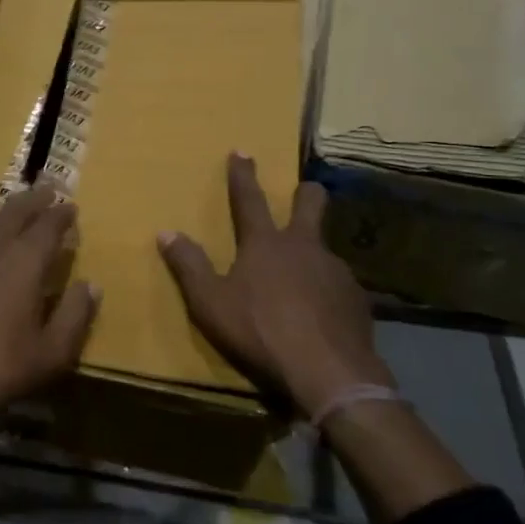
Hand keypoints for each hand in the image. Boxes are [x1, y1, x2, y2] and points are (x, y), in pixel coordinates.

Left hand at [0, 183, 99, 432]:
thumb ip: (75, 315)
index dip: (61, 214)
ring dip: (11, 215)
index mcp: (23, 263)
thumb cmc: (1, 367)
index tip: (71, 205)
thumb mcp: (52, 351)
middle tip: (48, 187)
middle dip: (33, 199)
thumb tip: (90, 285)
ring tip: (23, 211)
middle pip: (14, 214)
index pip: (46, 226)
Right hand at [158, 152, 390, 422]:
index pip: (249, 200)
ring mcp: (337, 272)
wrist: (329, 372)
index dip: (243, 175)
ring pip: (326, 249)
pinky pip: (339, 286)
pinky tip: (323, 313)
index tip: (242, 151)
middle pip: (311, 205)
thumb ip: (189, 267)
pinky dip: (328, 291)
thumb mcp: (210, 303)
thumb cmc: (260, 331)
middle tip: (304, 190)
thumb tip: (166, 233)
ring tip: (305, 278)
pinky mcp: (357, 300)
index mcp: (265, 244)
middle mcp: (304, 247)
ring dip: (314, 254)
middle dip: (306, 193)